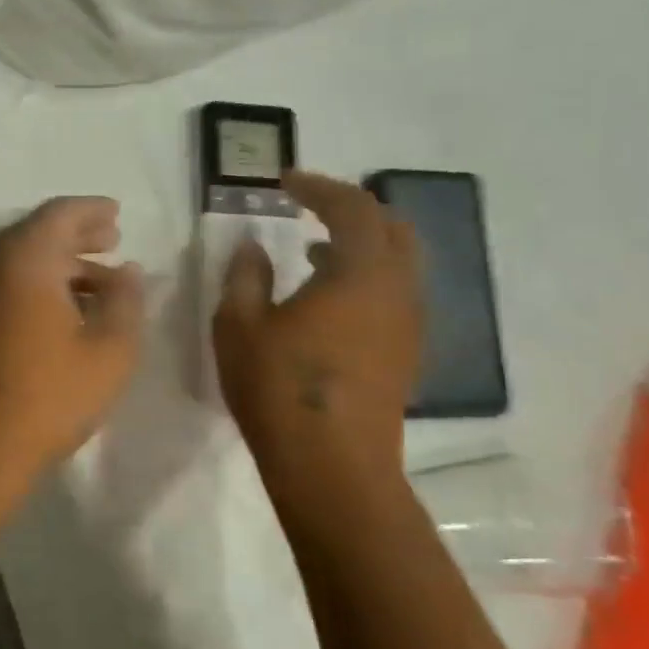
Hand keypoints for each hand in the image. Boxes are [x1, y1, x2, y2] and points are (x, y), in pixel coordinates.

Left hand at [0, 197, 144, 480]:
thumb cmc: (49, 395)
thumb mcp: (110, 349)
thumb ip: (126, 300)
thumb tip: (128, 271)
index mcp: (23, 257)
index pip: (61, 213)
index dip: (93, 210)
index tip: (118, 214)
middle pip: (37, 232)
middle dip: (78, 235)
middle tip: (113, 241)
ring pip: (20, 260)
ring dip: (59, 264)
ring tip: (99, 281)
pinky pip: (4, 282)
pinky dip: (36, 283)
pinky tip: (64, 309)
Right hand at [213, 171, 422, 486]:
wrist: (333, 467)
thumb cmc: (279, 388)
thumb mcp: (240, 325)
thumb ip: (244, 276)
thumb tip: (251, 246)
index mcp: (361, 273)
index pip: (351, 207)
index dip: (317, 186)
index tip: (284, 181)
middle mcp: (397, 290)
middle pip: (391, 228)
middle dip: (350, 209)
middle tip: (309, 208)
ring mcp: (408, 325)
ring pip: (398, 263)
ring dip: (359, 246)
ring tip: (311, 251)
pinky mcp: (405, 354)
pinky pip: (393, 294)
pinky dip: (365, 278)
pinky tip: (327, 299)